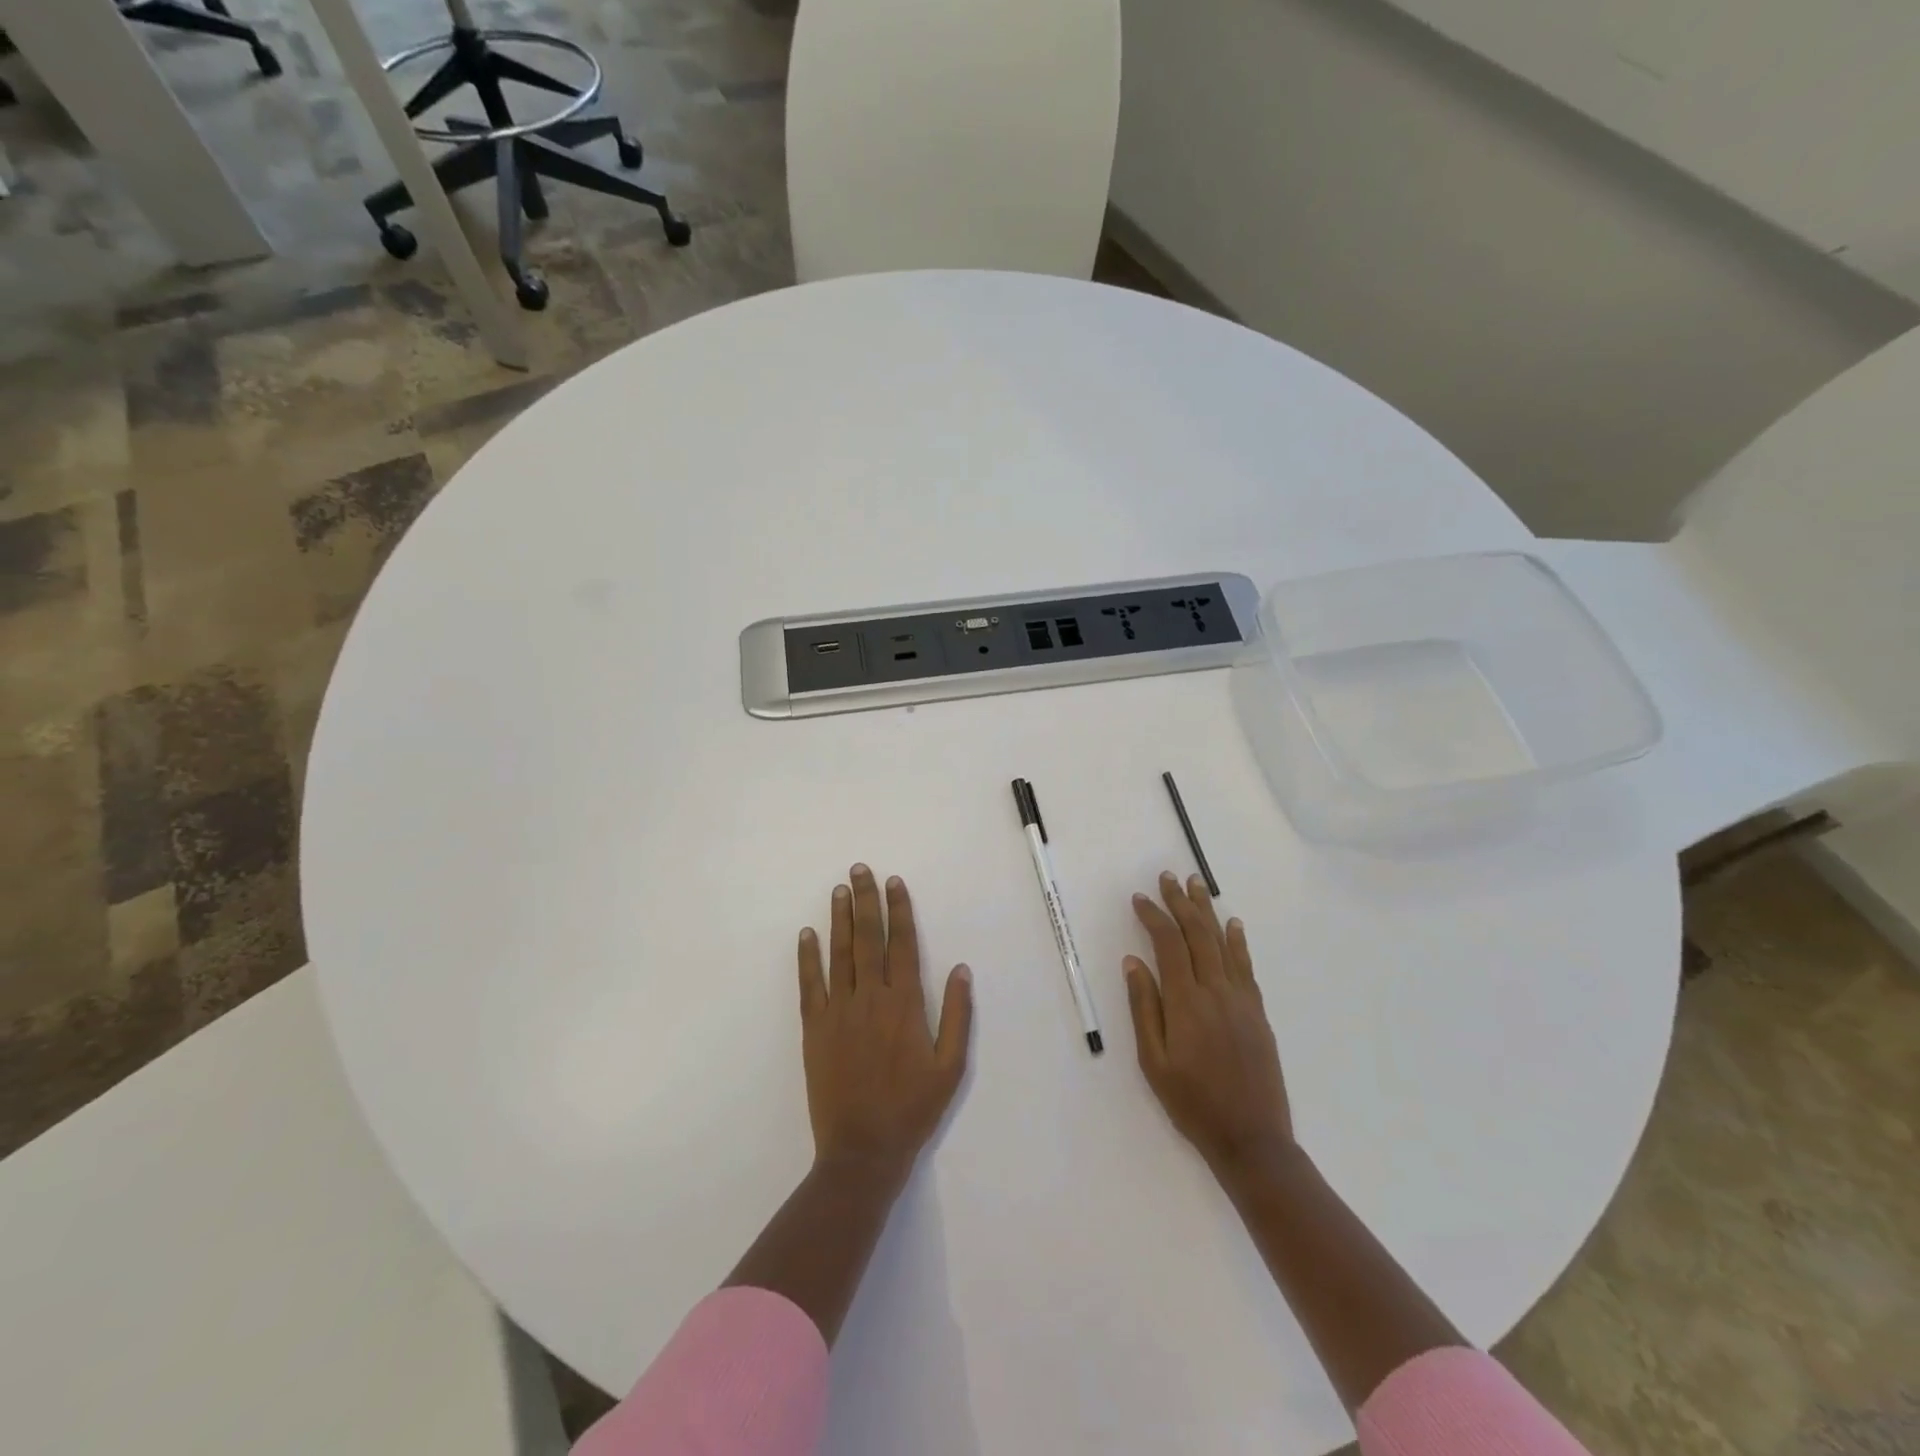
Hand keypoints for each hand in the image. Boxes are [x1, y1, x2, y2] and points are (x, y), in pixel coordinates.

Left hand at [798, 865, 973, 1176]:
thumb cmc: (913, 1109)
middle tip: (860, 870)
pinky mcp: (814, 1029)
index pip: (902, 944)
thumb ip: (957, 1015)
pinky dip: (807, 957)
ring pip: (840, 954)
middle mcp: (871, 998)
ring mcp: (838, 1012)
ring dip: (840, 918)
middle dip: (866, 901)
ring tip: (839, 889)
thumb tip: (961, 969)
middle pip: (868, 939)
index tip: (895, 882)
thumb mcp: (951, 1067)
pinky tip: (807, 934)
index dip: (899, 910)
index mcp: (905, 1005)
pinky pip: (809, 985)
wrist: (862, 1150)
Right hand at [1124, 872, 1292, 1171]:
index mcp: (1186, 1002)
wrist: (1251, 1138)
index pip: (1168, 945)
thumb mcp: (1153, 1061)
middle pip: (1197, 935)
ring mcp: (1241, 1000)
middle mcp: (1216, 991)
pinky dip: (1238, 941)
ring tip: (1197, 885)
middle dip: (1180, 903)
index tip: (1140, 898)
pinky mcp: (1257, 1012)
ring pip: (1222, 943)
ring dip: (1207, 912)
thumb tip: (1133, 962)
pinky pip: (1246, 966)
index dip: (1153, 917)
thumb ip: (1144, 1007)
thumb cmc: (1192, 1103)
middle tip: (1168, 877)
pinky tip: (1233, 924)